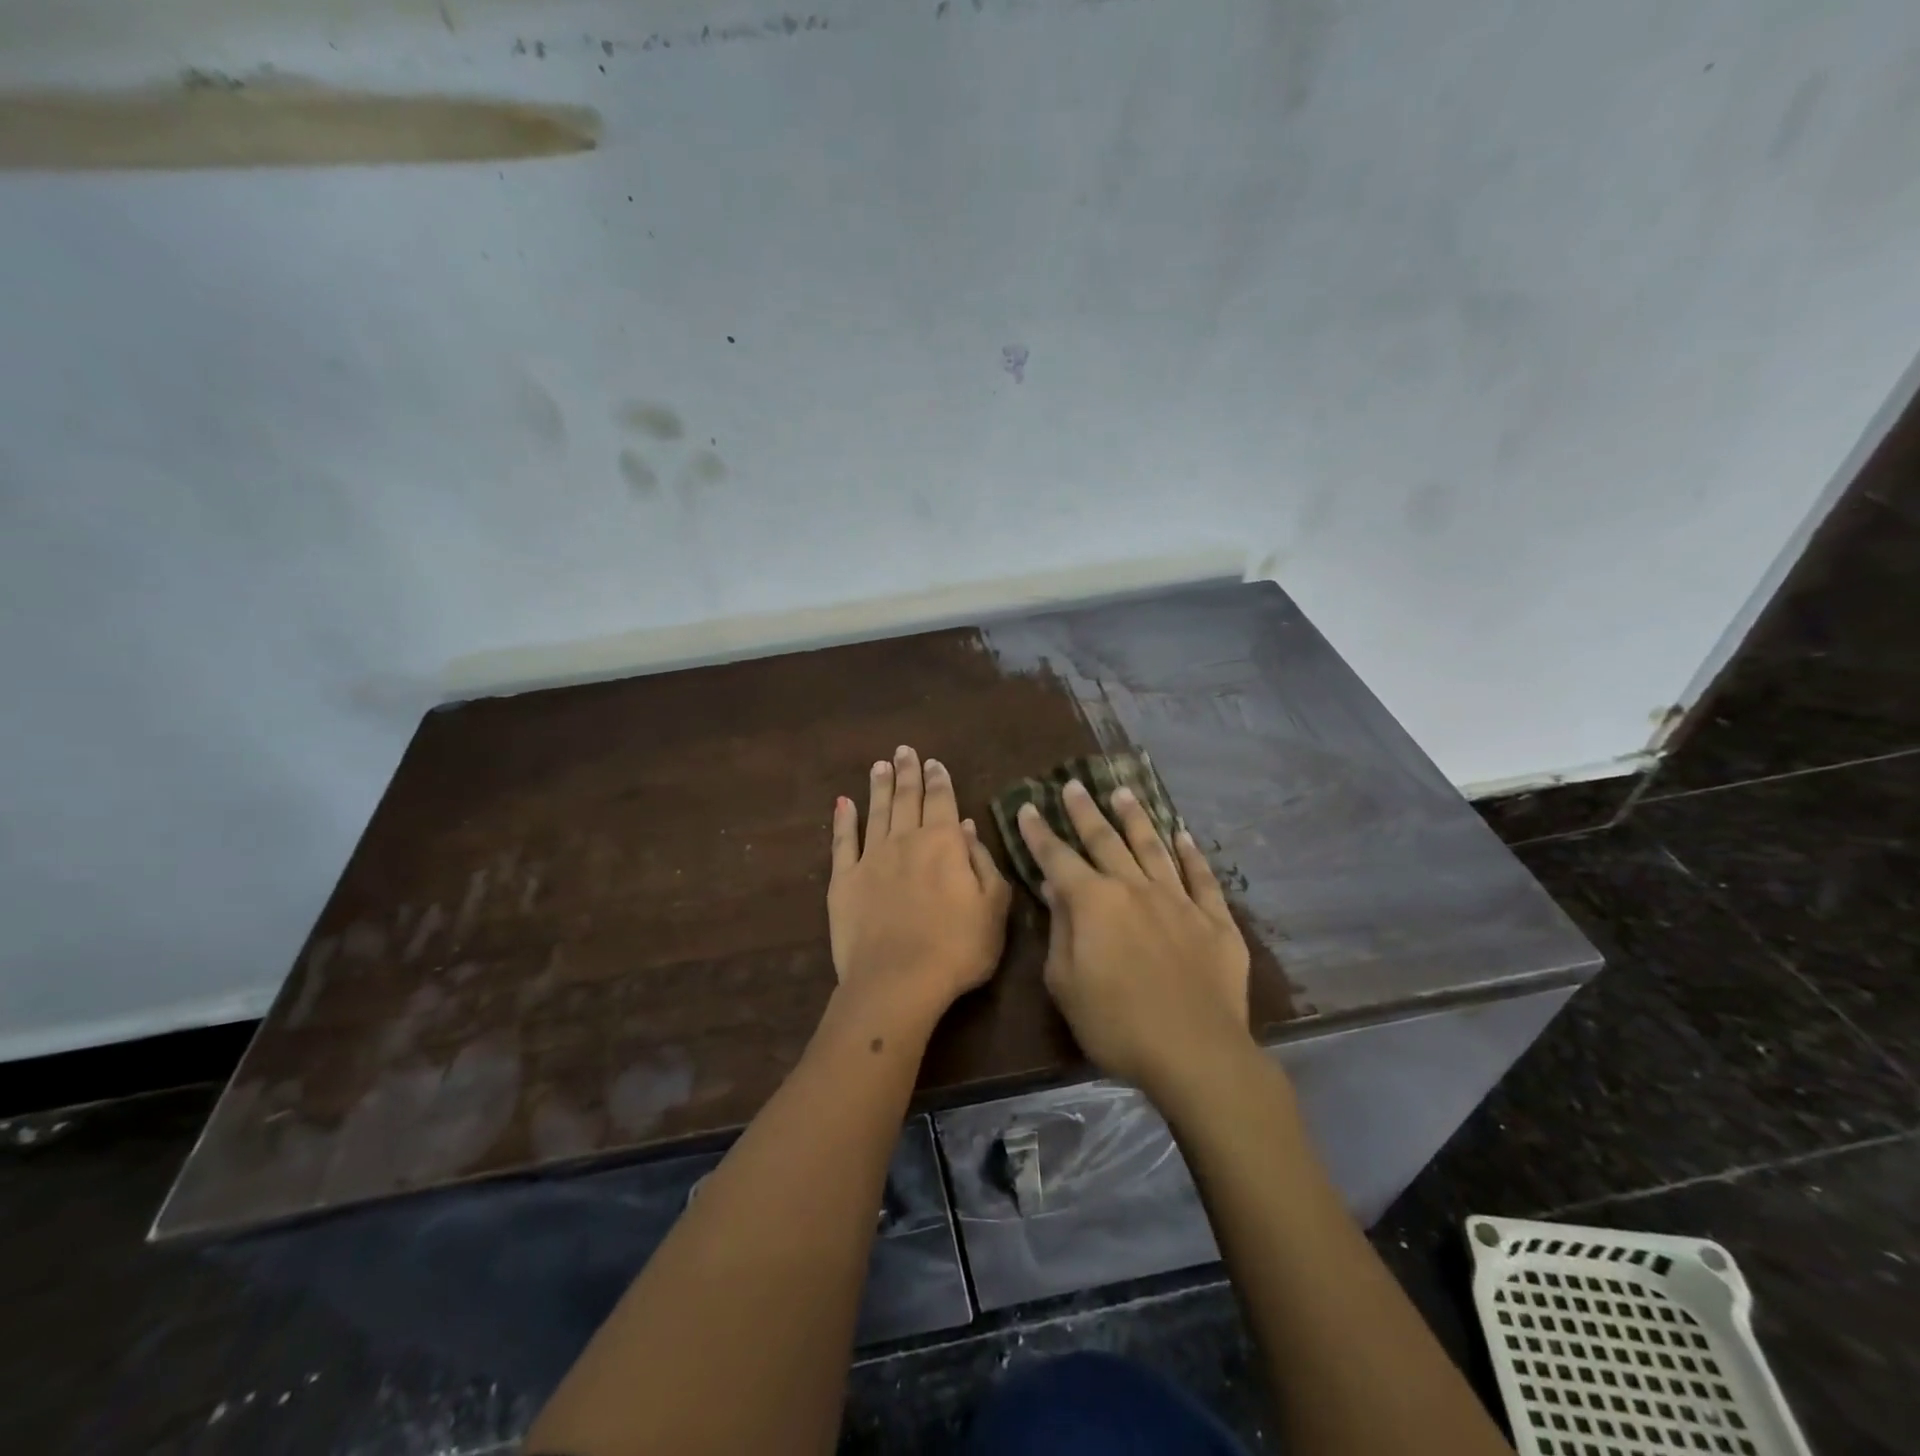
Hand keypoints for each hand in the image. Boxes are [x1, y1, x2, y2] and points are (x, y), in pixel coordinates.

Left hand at [828, 745, 1011, 1020]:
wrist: (898, 981)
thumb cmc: (957, 947)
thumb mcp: (993, 907)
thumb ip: (983, 863)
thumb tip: (967, 827)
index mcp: (944, 843)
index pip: (942, 801)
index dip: (939, 780)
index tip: (933, 762)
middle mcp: (906, 840)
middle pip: (907, 798)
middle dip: (908, 772)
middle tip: (904, 750)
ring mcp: (871, 858)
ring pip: (876, 811)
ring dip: (878, 786)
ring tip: (879, 765)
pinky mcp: (844, 880)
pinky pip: (843, 842)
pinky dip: (843, 820)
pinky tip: (843, 803)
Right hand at [1017, 780, 1250, 1089]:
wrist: (1196, 1053)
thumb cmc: (1117, 1025)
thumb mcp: (1066, 984)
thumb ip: (1060, 930)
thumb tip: (1054, 888)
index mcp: (1094, 903)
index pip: (1058, 858)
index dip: (1040, 833)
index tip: (1028, 807)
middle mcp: (1135, 888)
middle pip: (1106, 840)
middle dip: (1085, 812)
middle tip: (1074, 785)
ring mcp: (1178, 901)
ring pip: (1153, 847)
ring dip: (1136, 818)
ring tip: (1123, 792)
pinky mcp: (1214, 920)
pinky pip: (1202, 877)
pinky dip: (1192, 853)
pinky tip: (1183, 834)